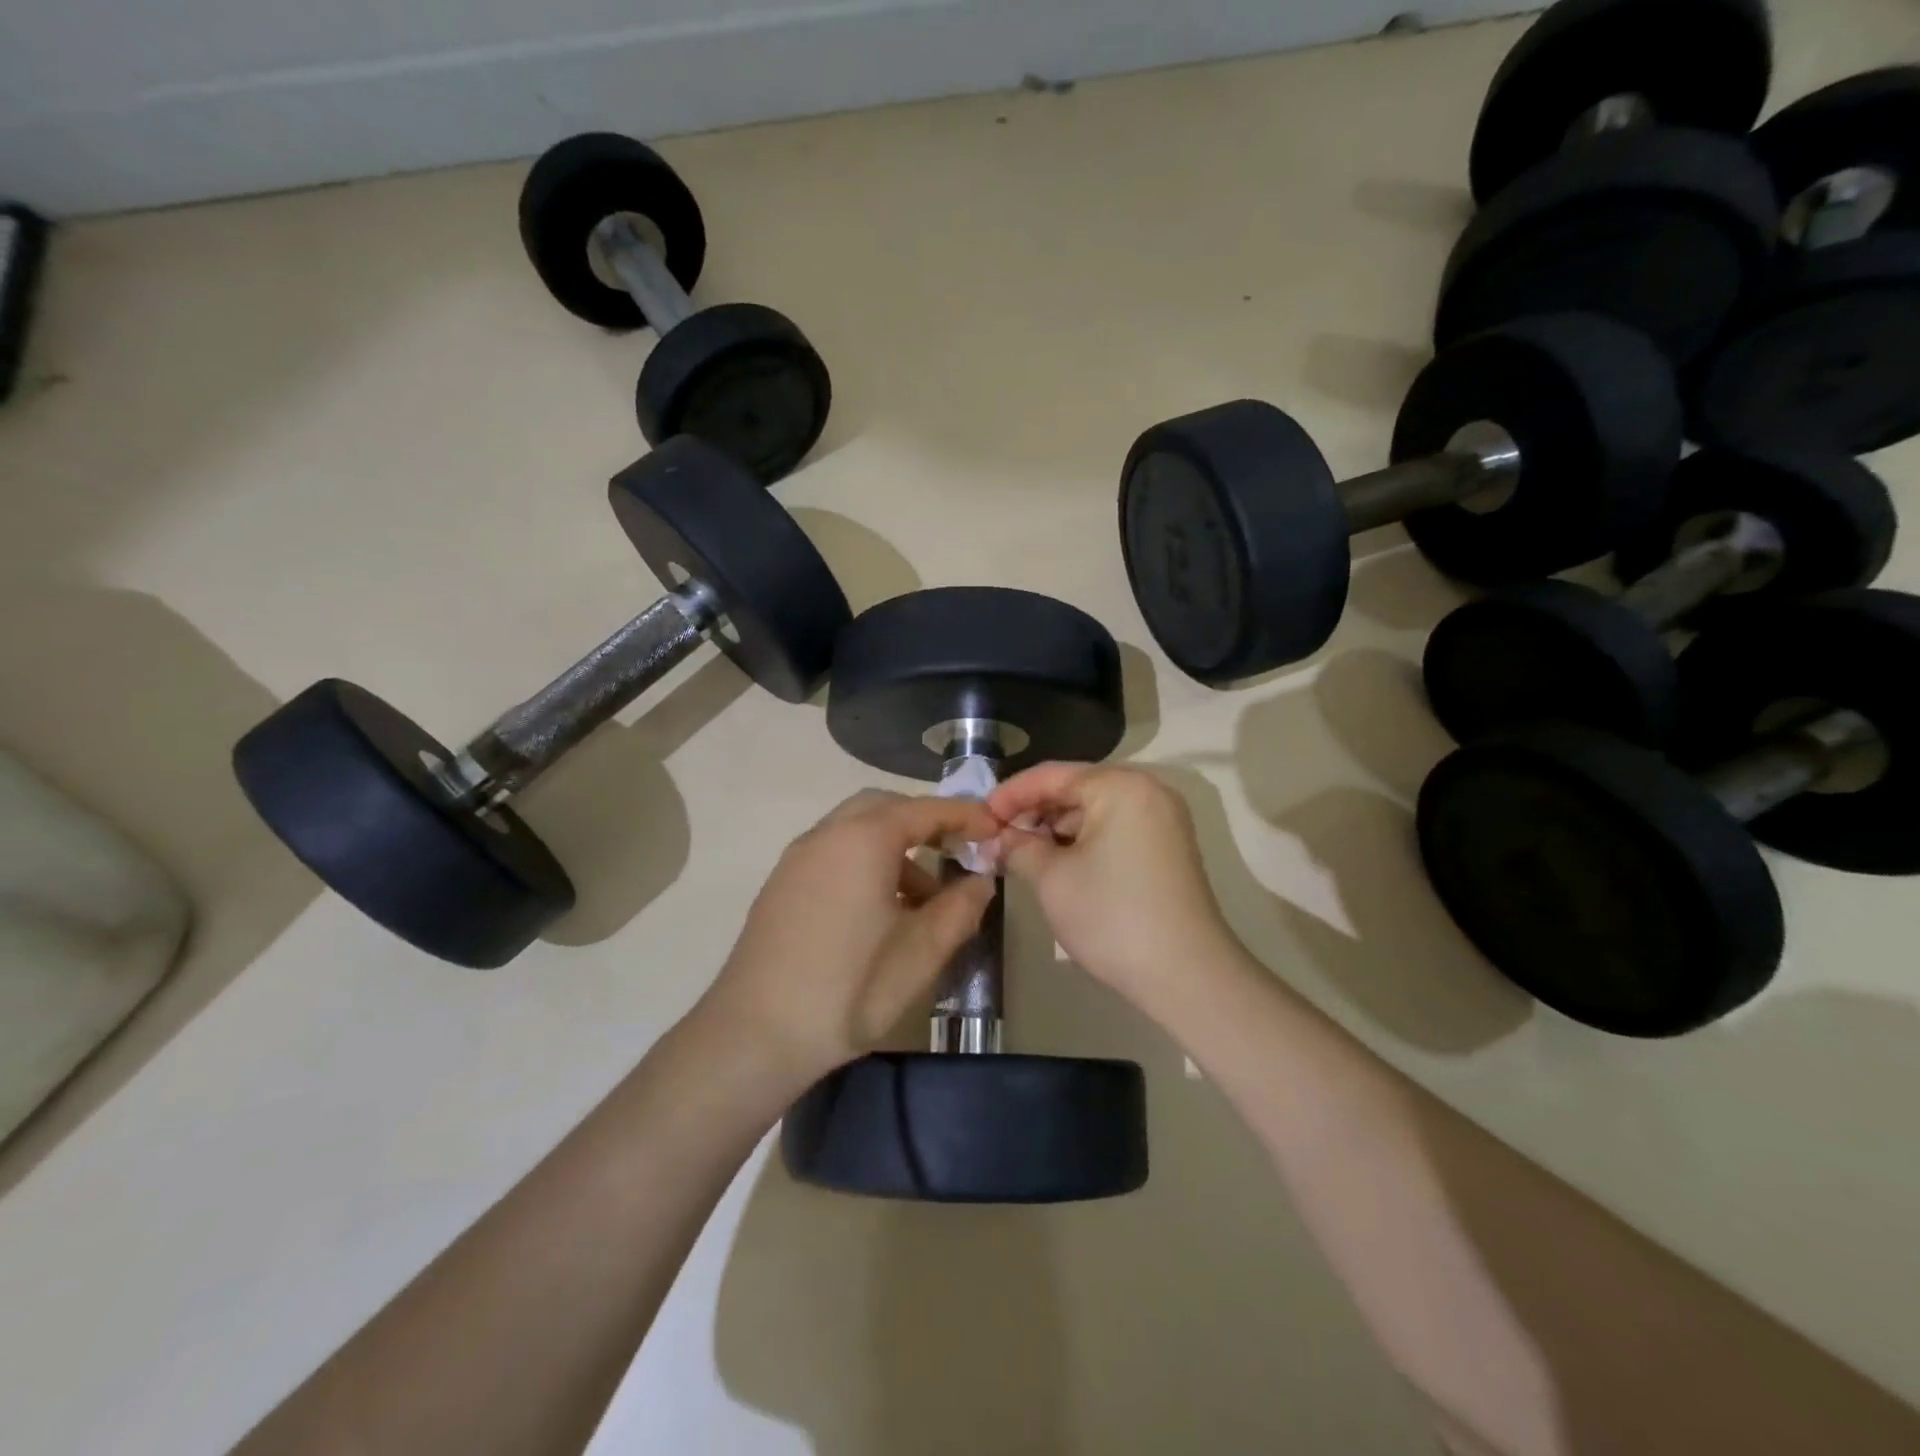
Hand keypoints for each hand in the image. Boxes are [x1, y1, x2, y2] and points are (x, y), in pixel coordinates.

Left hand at [701, 790, 999, 1083]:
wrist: (754, 1035)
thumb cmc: (850, 988)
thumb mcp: (922, 951)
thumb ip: (960, 907)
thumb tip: (980, 881)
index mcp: (864, 839)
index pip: (925, 809)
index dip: (965, 815)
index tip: (994, 829)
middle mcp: (827, 835)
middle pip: (884, 808)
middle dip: (925, 822)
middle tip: (957, 852)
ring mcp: (797, 859)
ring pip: (855, 831)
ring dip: (895, 847)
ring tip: (923, 899)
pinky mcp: (781, 885)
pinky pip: (833, 854)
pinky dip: (865, 863)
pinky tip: (880, 913)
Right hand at [987, 764, 1237, 1009]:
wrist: (1186, 974)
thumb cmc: (1112, 916)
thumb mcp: (1052, 879)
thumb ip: (1018, 847)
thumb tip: (997, 838)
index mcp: (1120, 786)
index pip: (1052, 775)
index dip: (1009, 794)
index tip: (979, 816)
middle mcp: (1148, 790)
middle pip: (1076, 788)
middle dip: (1033, 811)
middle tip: (997, 836)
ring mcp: (1164, 818)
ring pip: (1095, 809)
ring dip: (1057, 827)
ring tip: (1021, 852)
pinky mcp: (1169, 846)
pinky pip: (1116, 828)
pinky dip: (1084, 840)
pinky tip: (1057, 861)